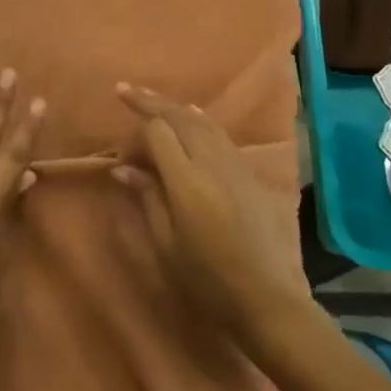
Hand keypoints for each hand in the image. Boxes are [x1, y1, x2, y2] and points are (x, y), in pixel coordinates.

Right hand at [112, 83, 310, 345]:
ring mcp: (235, 165)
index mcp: (187, 182)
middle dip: (151, 101)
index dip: (135, 133)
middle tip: (125, 90)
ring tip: (154, 99)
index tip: (122, 155)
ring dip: (175, 107)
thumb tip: (123, 168)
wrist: (268, 300)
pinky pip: (221, 133)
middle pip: (179, 116)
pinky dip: (200, 120)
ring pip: (202, 120)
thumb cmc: (208, 280)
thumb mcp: (166, 245)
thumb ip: (146, 198)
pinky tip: (193, 117)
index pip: (158, 132)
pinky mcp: (250, 173)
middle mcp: (212, 163)